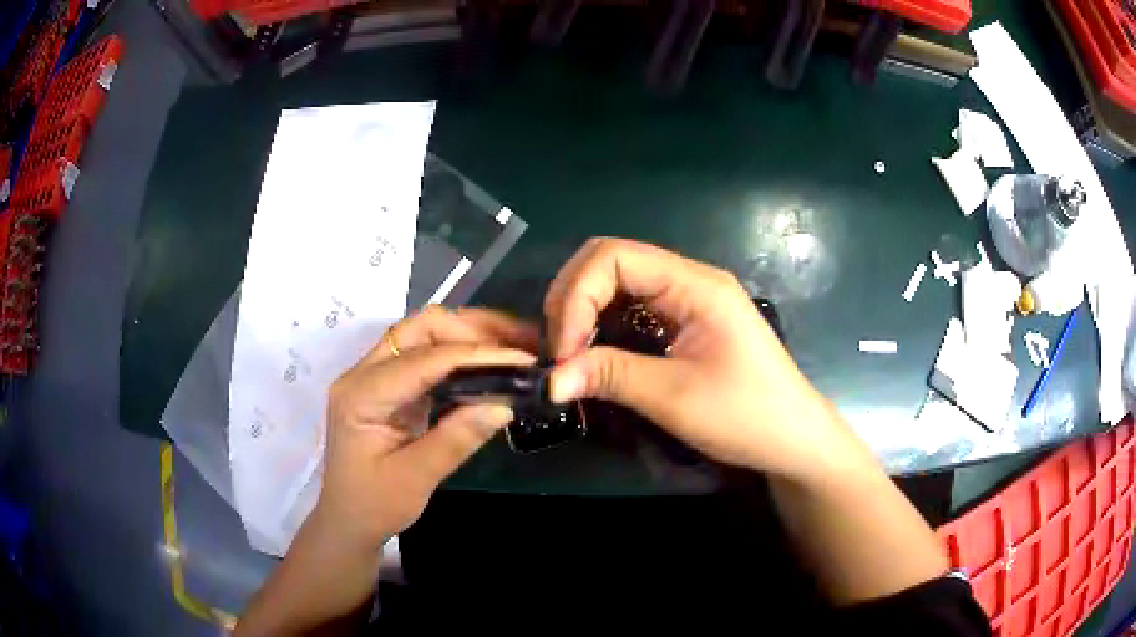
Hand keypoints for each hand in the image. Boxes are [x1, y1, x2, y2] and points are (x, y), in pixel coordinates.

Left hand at [312, 305, 536, 552]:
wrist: (347, 521)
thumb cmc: (373, 506)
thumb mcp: (415, 479)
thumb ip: (456, 439)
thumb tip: (504, 404)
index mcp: (361, 394)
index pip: (424, 359)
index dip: (476, 355)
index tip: (523, 359)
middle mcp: (364, 374)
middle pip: (420, 328)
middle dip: (472, 328)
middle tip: (520, 342)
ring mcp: (375, 377)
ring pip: (425, 336)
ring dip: (469, 336)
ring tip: (514, 346)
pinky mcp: (390, 387)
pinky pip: (427, 357)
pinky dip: (461, 356)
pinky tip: (489, 365)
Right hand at [545, 238, 866, 480]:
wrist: (793, 439)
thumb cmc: (746, 415)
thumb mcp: (675, 397)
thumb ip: (610, 376)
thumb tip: (549, 379)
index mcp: (696, 284)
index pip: (615, 256)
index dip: (577, 295)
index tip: (564, 349)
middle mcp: (690, 280)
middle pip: (612, 262)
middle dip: (574, 298)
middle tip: (560, 349)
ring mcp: (688, 300)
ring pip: (619, 284)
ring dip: (584, 311)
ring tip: (569, 353)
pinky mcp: (685, 323)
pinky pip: (633, 308)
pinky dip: (603, 325)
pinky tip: (593, 353)